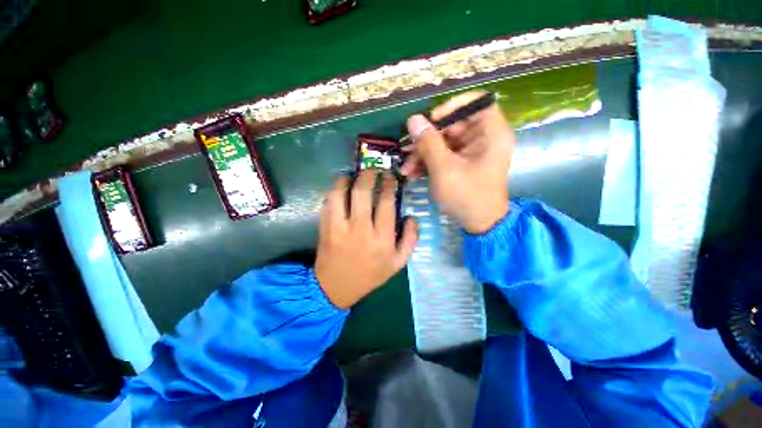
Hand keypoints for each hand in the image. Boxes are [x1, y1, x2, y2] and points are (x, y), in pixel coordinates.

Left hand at [315, 171, 417, 308]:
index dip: (389, 185)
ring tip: (353, 175)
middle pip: (362, 192)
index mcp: (381, 239)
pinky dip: (334, 191)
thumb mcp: (398, 263)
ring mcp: (339, 228)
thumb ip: (410, 240)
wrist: (336, 287)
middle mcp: (360, 229)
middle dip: (369, 174)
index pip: (386, 203)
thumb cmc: (370, 275)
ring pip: (340, 193)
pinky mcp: (324, 228)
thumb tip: (411, 217)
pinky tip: (340, 188)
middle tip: (373, 169)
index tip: (390, 177)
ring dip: (347, 179)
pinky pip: (328, 203)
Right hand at [401, 91, 514, 233]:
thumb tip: (413, 119)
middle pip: (452, 125)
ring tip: (406, 169)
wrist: (479, 224)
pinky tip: (412, 174)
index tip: (432, 120)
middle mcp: (483, 138)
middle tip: (406, 151)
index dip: (452, 106)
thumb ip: (428, 142)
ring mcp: (471, 152)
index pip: (476, 102)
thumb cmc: (467, 195)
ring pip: (443, 142)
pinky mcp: (462, 163)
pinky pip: (443, 155)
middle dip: (426, 139)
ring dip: (422, 154)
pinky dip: (428, 163)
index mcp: (491, 133)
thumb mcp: (444, 169)